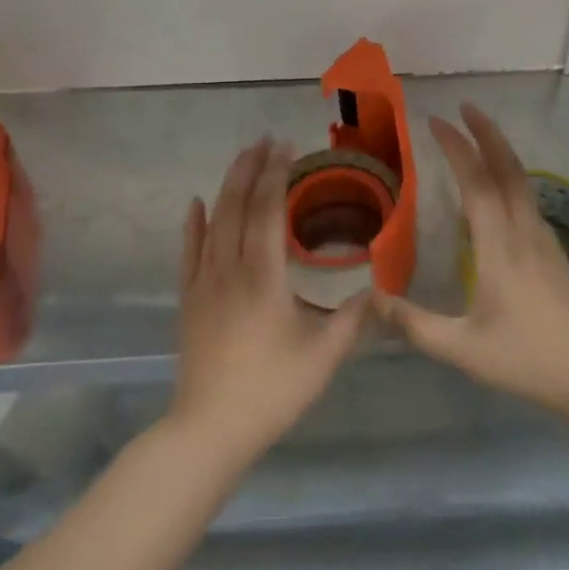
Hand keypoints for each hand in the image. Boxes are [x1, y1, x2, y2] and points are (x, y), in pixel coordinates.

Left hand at [168, 138, 368, 469]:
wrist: (209, 429)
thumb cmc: (270, 391)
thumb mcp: (323, 358)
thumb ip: (353, 321)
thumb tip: (378, 291)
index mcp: (263, 275)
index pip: (268, 210)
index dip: (277, 174)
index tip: (286, 147)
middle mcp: (230, 267)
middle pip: (238, 205)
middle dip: (250, 168)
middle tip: (264, 140)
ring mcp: (204, 281)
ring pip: (214, 221)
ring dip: (228, 186)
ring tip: (241, 159)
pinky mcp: (189, 299)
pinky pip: (190, 251)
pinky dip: (194, 223)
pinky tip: (196, 203)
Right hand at [375, 104, 568, 417]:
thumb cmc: (527, 359)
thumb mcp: (463, 349)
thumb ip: (415, 324)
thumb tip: (371, 301)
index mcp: (500, 246)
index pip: (476, 183)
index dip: (457, 148)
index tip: (436, 122)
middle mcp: (524, 232)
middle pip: (507, 169)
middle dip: (486, 133)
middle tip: (465, 107)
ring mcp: (544, 240)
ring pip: (522, 181)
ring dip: (500, 151)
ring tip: (479, 136)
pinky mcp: (554, 252)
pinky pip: (528, 200)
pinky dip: (510, 177)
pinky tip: (500, 189)